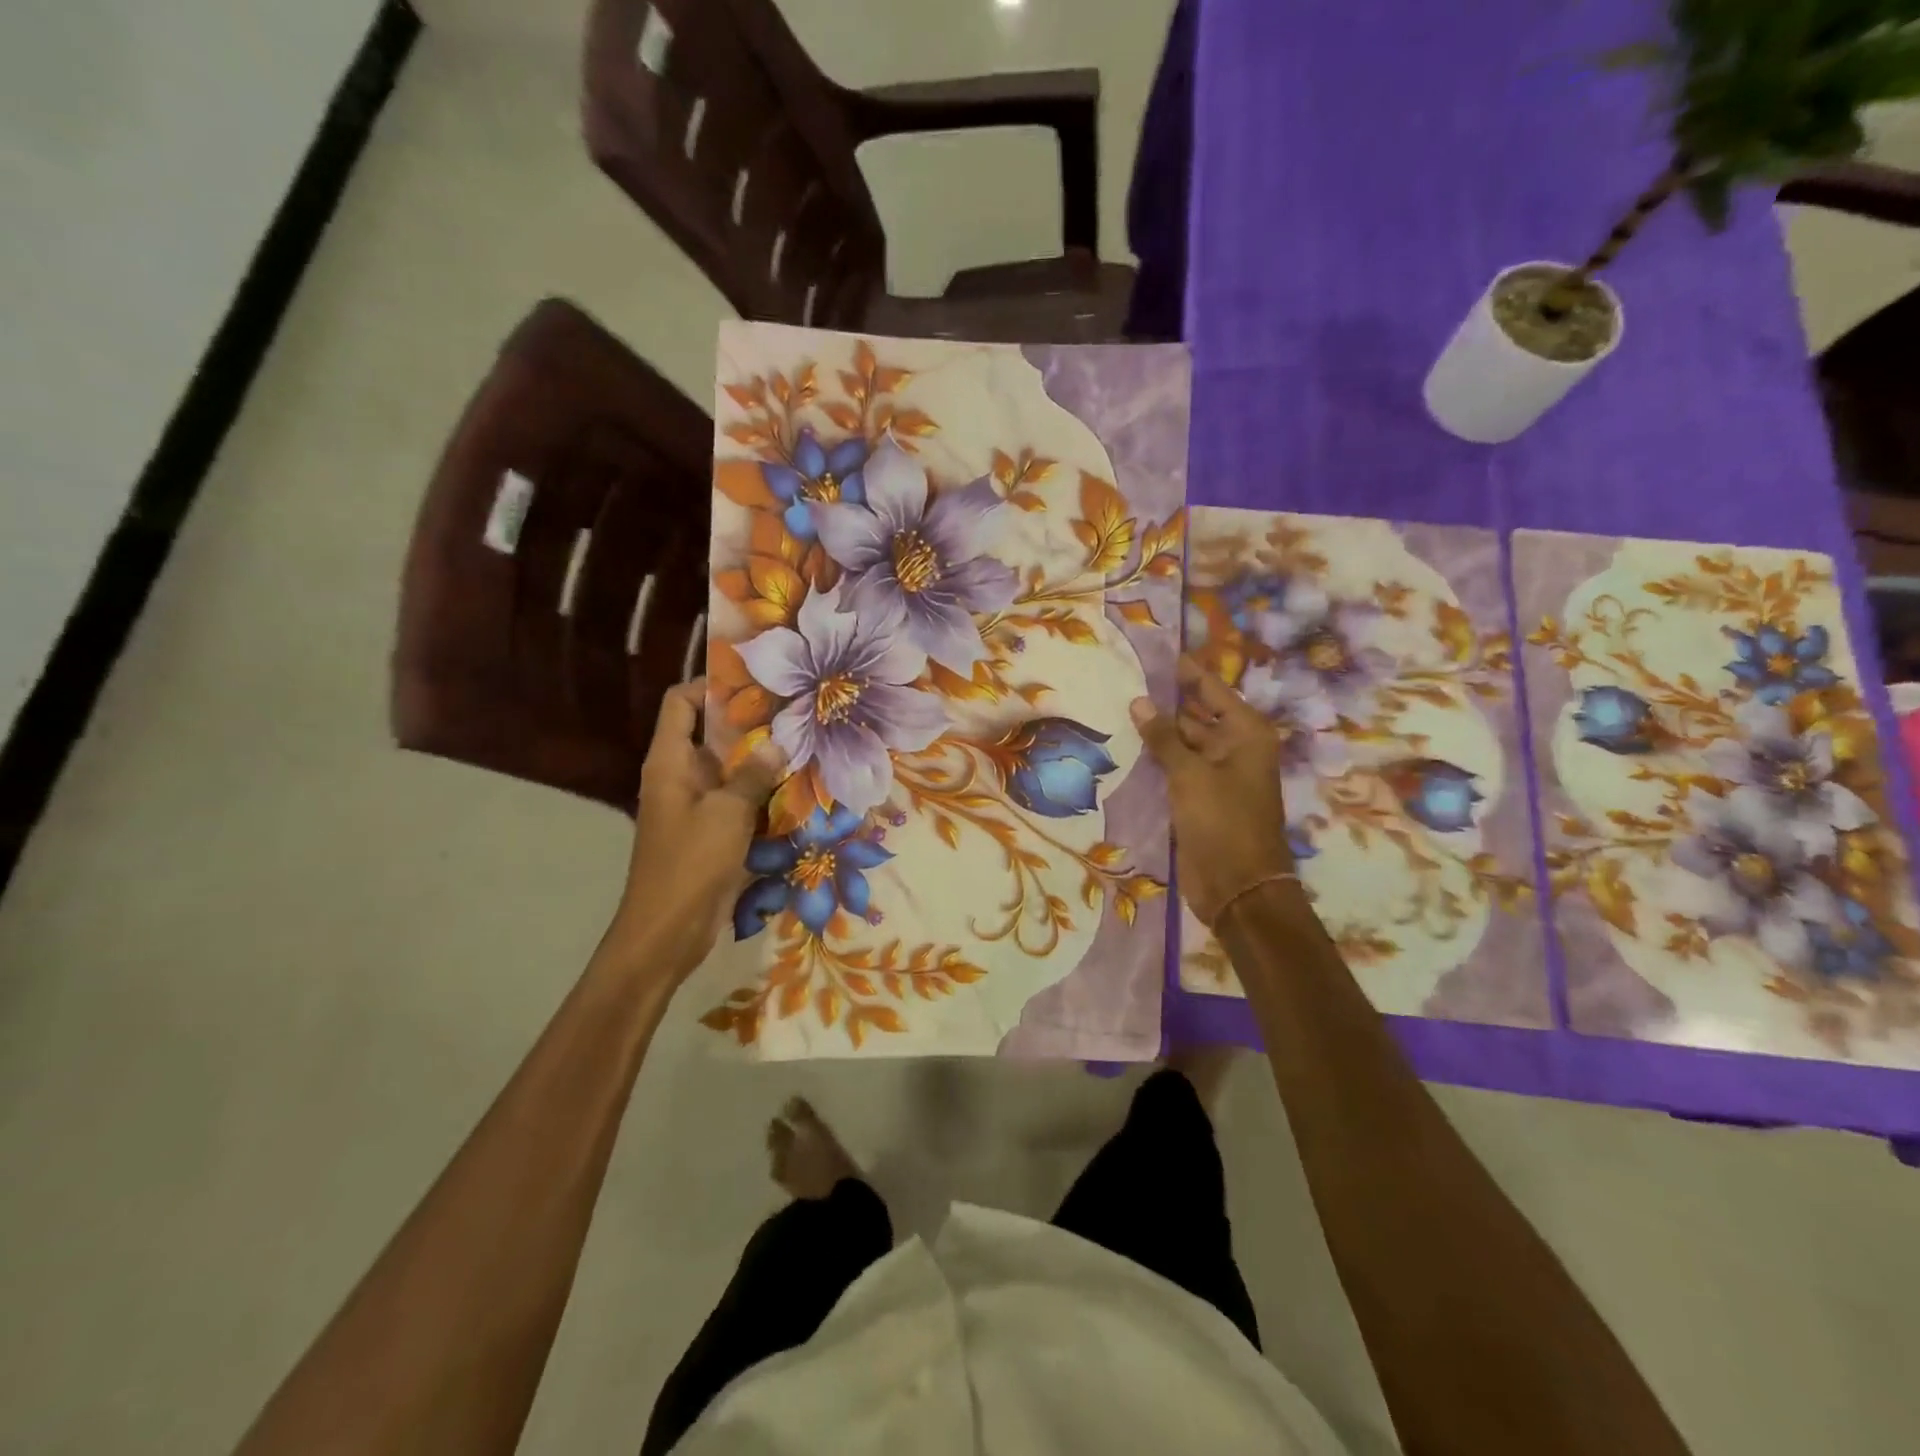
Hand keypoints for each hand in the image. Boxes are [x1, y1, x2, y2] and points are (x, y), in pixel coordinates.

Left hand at [611, 680, 782, 976]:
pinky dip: (761, 790)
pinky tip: (797, 786)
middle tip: (794, 710)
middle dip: (749, 721)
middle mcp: (680, 775)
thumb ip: (753, 775)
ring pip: (729, 767)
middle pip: (709, 732)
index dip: (711, 685)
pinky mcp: (711, 830)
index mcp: (670, 762)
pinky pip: (737, 798)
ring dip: (760, 758)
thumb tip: (778, 743)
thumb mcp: (727, 813)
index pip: (681, 702)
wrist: (667, 930)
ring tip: (804, 742)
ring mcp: (696, 804)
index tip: (755, 681)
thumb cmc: (690, 863)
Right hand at [1131, 656, 1294, 926]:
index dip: (1184, 671)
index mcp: (1246, 733)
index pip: (1210, 689)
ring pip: (1183, 742)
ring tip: (1116, 709)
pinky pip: (1177, 768)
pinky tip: (1126, 747)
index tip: (1153, 653)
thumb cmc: (1222, 823)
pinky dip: (1156, 758)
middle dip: (1164, 701)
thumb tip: (1138, 702)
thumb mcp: (1190, 775)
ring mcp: (1217, 773)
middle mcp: (1235, 747)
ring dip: (1156, 731)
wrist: (1237, 887)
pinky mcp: (1200, 797)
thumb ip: (1163, 738)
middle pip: (1196, 713)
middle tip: (1123, 680)